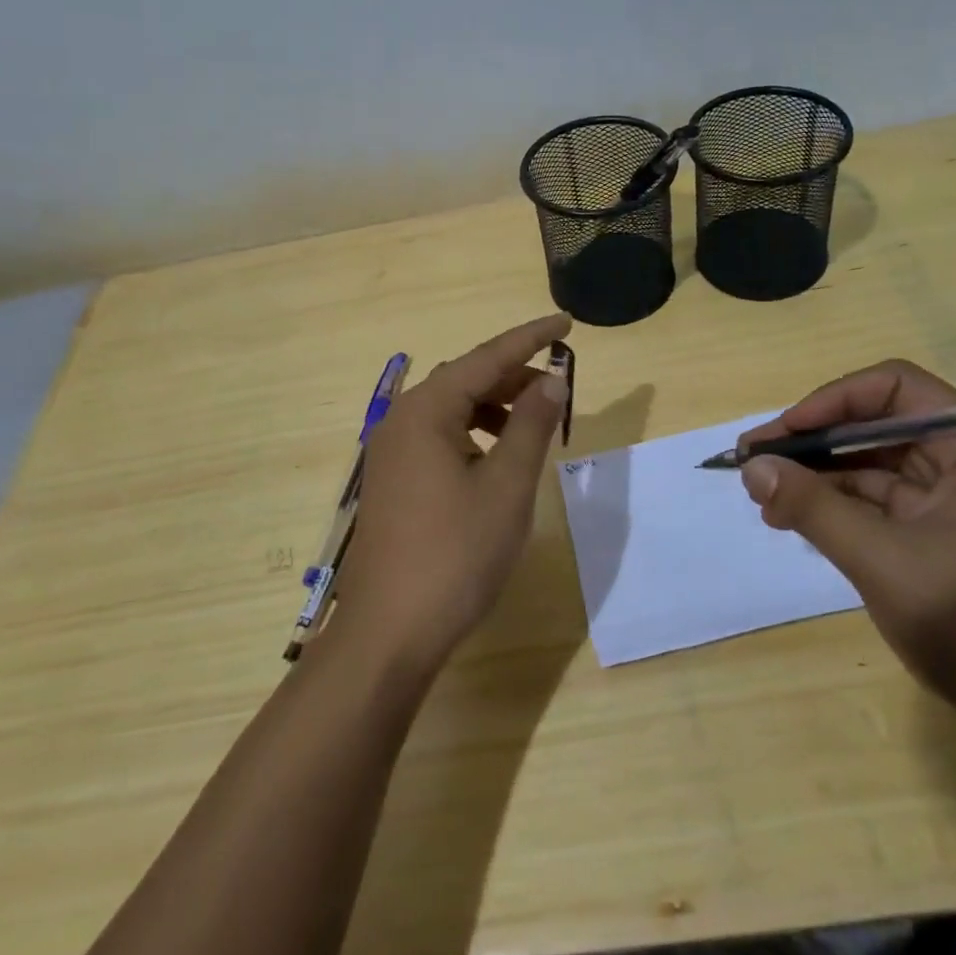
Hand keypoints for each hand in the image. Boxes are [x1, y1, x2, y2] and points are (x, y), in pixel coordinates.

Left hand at [332, 314, 572, 676]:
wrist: (389, 632)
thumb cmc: (455, 553)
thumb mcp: (507, 486)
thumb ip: (531, 426)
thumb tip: (553, 380)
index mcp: (426, 411)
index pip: (487, 358)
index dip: (530, 338)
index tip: (566, 322)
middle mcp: (401, 421)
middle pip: (465, 380)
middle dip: (514, 377)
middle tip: (559, 387)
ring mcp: (391, 452)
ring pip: (451, 409)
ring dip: (494, 406)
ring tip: (533, 424)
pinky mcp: (392, 480)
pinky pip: (439, 437)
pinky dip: (474, 434)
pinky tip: (497, 458)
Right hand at [739, 360, 955, 737]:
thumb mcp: (884, 562)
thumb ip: (814, 508)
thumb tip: (751, 467)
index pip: (894, 387)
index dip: (833, 400)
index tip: (786, 433)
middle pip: (873, 424)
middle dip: (812, 440)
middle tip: (753, 461)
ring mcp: (946, 501)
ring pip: (866, 464)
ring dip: (814, 475)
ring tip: (762, 497)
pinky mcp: (931, 536)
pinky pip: (871, 503)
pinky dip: (830, 506)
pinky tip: (790, 519)